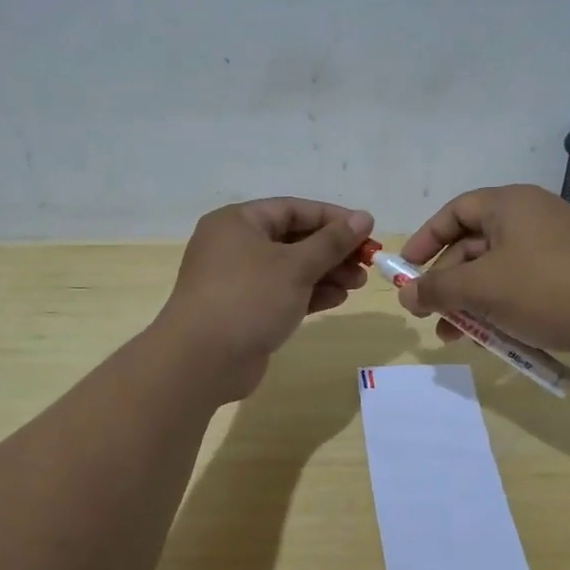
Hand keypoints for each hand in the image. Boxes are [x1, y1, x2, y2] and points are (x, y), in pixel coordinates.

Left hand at [157, 197, 374, 400]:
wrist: (202, 361)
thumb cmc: (248, 298)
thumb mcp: (296, 265)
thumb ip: (332, 242)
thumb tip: (363, 218)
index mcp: (238, 222)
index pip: (293, 209)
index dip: (333, 218)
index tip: (367, 230)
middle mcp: (235, 246)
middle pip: (293, 239)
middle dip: (332, 250)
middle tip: (367, 262)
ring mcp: (238, 280)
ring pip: (290, 268)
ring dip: (325, 273)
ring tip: (358, 283)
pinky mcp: (245, 310)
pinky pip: (282, 293)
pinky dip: (309, 294)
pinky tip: (338, 299)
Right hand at [398, 184, 569, 366]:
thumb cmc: (547, 288)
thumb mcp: (482, 288)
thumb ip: (437, 289)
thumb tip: (405, 295)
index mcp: (509, 205)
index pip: (454, 212)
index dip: (426, 239)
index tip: (406, 270)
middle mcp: (531, 219)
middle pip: (473, 246)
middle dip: (447, 283)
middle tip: (429, 315)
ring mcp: (554, 250)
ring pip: (497, 274)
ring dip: (470, 304)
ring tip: (453, 337)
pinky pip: (522, 290)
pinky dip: (501, 311)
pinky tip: (492, 341)